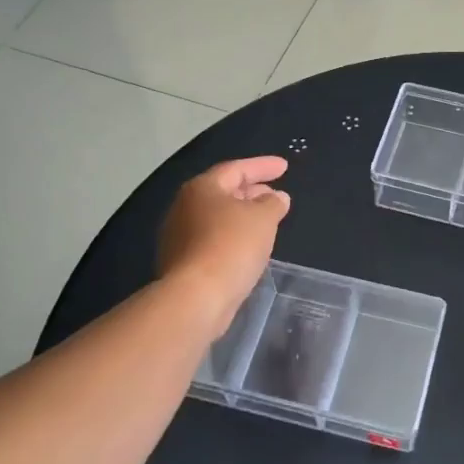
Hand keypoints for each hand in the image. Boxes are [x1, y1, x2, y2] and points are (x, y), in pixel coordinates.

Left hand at [157, 157, 290, 339]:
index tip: (285, 167)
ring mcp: (179, 236)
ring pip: (217, 217)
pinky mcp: (181, 262)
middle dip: (252, 191)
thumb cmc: (231, 247)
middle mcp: (184, 207)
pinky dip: (232, 237)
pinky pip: (212, 239)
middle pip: (223, 192)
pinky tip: (248, 247)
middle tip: (275, 195)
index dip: (263, 166)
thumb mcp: (263, 219)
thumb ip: (273, 203)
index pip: (236, 169)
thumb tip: (277, 197)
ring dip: (242, 215)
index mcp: (202, 188)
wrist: (196, 297)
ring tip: (266, 221)